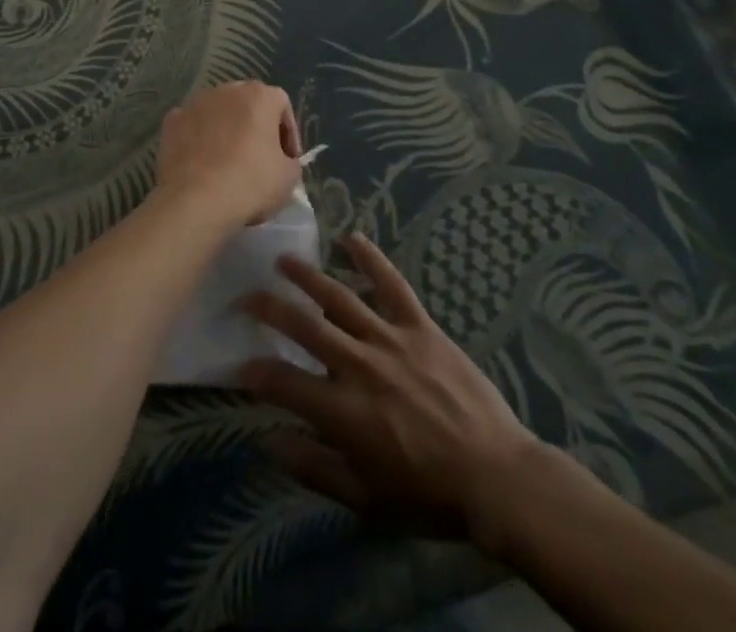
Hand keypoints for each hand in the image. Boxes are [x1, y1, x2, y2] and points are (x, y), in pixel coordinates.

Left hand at [154, 80, 301, 229]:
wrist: (195, 201)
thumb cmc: (250, 184)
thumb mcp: (289, 177)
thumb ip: (290, 160)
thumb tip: (281, 160)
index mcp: (259, 96)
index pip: (281, 104)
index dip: (288, 132)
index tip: (287, 158)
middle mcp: (227, 90)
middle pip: (248, 103)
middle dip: (256, 126)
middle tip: (259, 157)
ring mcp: (196, 102)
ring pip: (219, 112)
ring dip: (226, 129)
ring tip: (228, 160)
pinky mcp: (172, 120)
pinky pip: (193, 125)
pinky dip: (199, 138)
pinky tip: (202, 163)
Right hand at [238, 232, 547, 541]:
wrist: (496, 476)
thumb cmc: (427, 494)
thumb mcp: (365, 499)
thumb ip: (313, 467)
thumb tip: (268, 441)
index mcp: (343, 410)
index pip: (284, 382)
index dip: (256, 371)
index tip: (239, 364)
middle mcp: (359, 365)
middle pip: (303, 326)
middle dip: (269, 308)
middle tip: (245, 295)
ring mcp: (390, 339)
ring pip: (338, 297)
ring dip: (307, 277)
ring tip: (283, 260)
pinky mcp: (420, 326)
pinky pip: (391, 285)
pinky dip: (371, 260)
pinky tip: (352, 237)